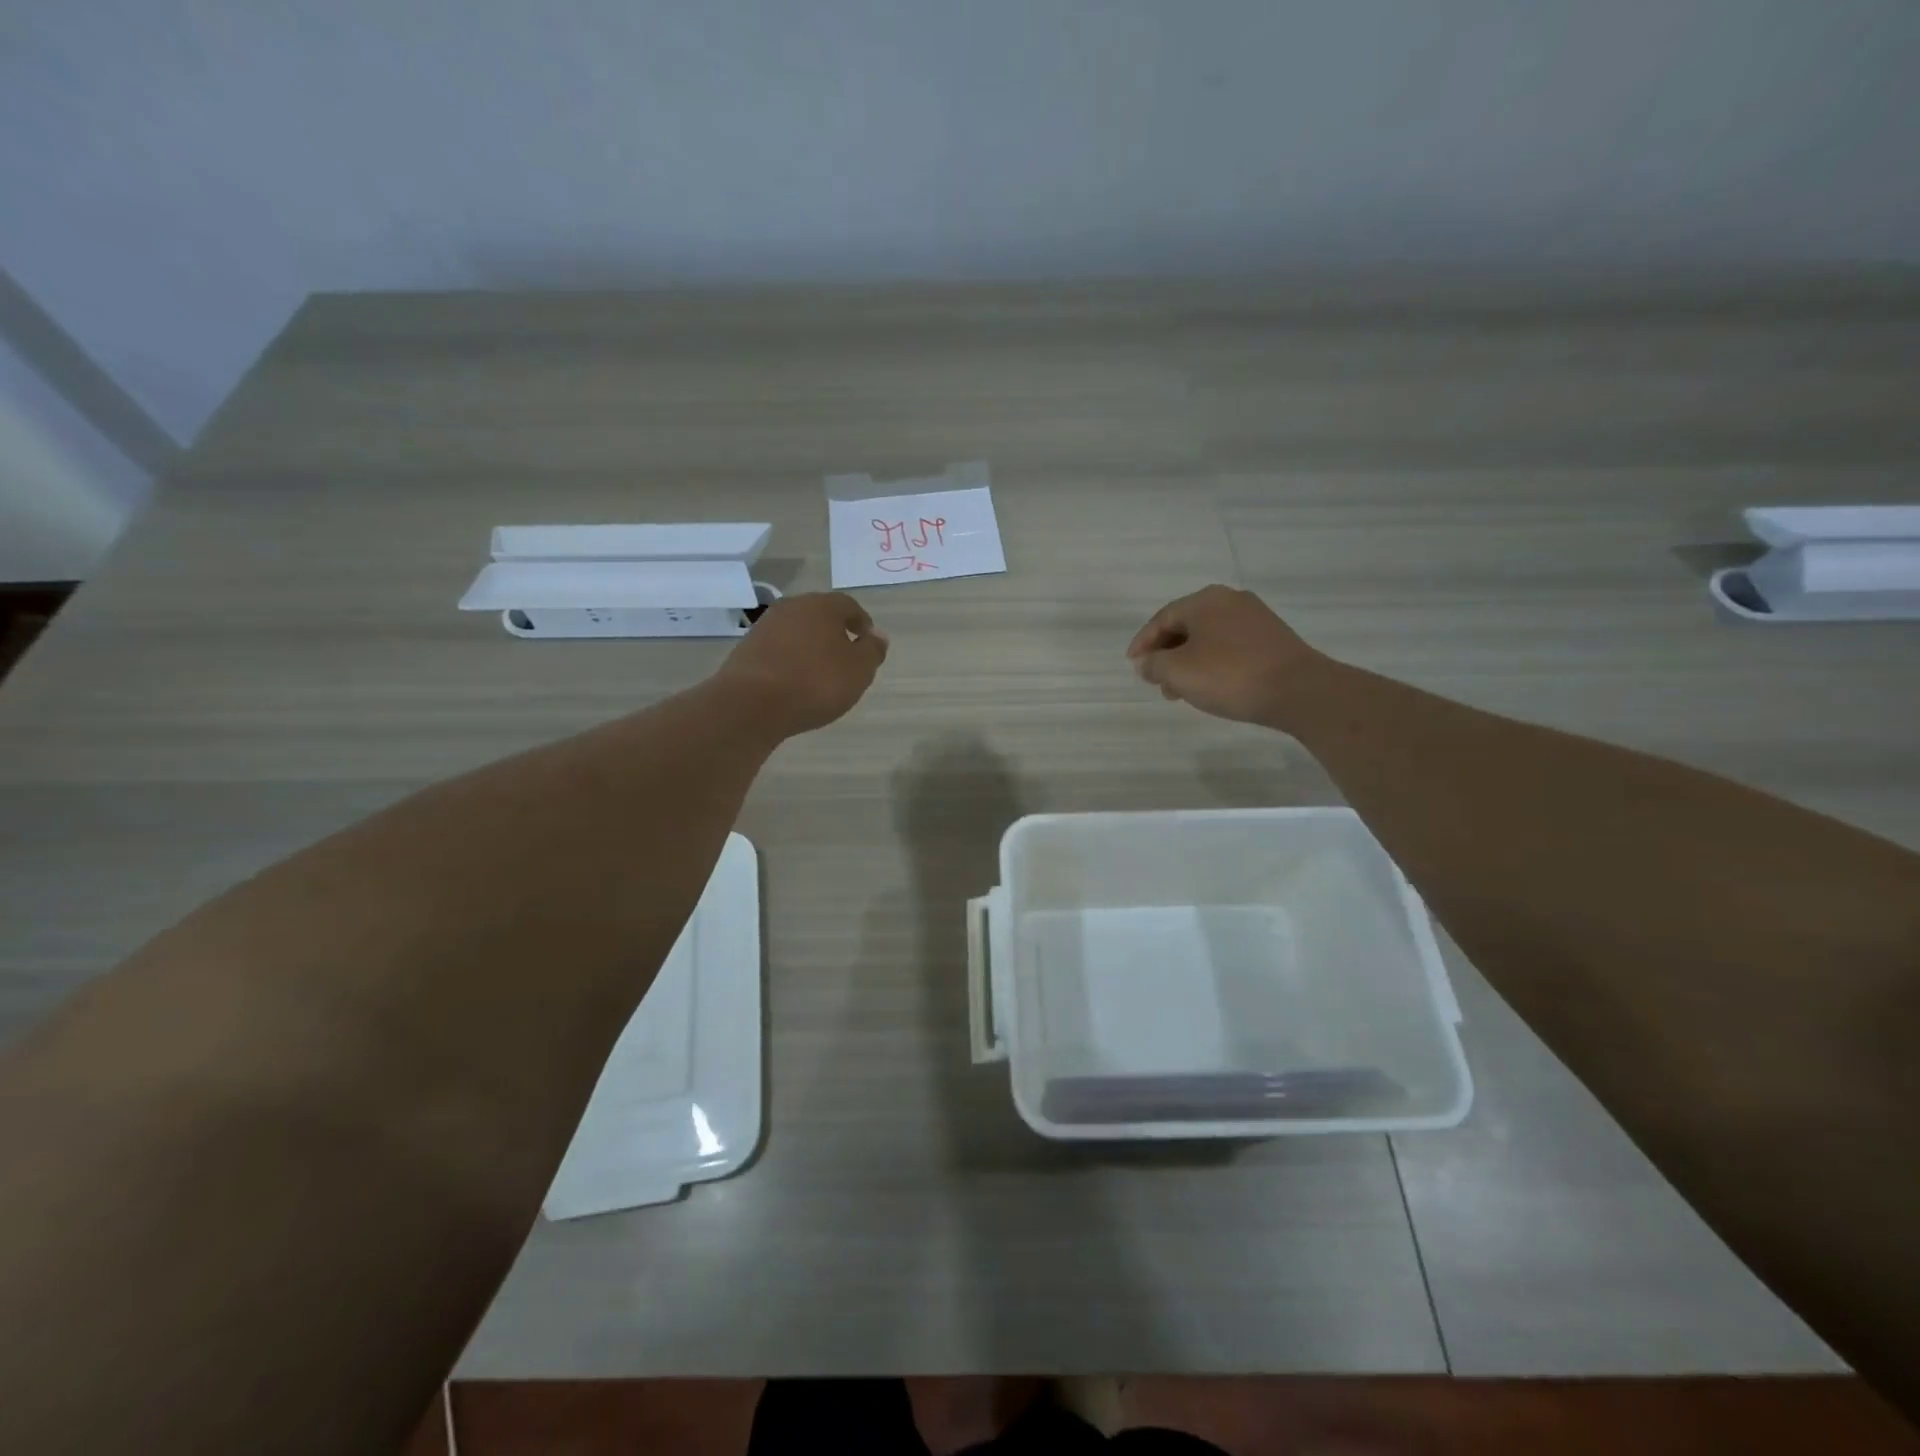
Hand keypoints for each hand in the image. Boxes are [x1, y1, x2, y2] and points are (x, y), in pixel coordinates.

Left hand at [715, 592, 888, 737]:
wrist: (752, 704)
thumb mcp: (859, 670)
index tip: (867, 642)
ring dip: (810, 646)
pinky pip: (778, 649)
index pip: (848, 605)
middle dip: (834, 632)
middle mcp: (792, 607)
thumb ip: (872, 650)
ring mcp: (765, 626)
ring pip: (797, 631)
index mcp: (822, 605)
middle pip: (819, 615)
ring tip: (819, 672)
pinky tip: (794, 681)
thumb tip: (877, 635)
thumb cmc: (815, 683)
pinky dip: (790, 660)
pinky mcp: (747, 648)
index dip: (861, 623)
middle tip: (845, 657)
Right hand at [1126, 586, 1322, 724]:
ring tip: (1182, 691)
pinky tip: (1211, 685)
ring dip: (1188, 662)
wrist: (1298, 690)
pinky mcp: (1272, 637)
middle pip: (1186, 626)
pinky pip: (1229, 646)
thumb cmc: (1229, 676)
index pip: (1162, 619)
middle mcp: (1230, 600)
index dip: (1143, 643)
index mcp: (1204, 600)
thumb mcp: (1178, 672)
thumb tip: (1146, 662)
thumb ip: (1153, 664)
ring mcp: (1254, 618)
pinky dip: (1212, 663)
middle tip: (1157, 683)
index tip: (1133, 665)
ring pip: (1208, 638)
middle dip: (1166, 655)